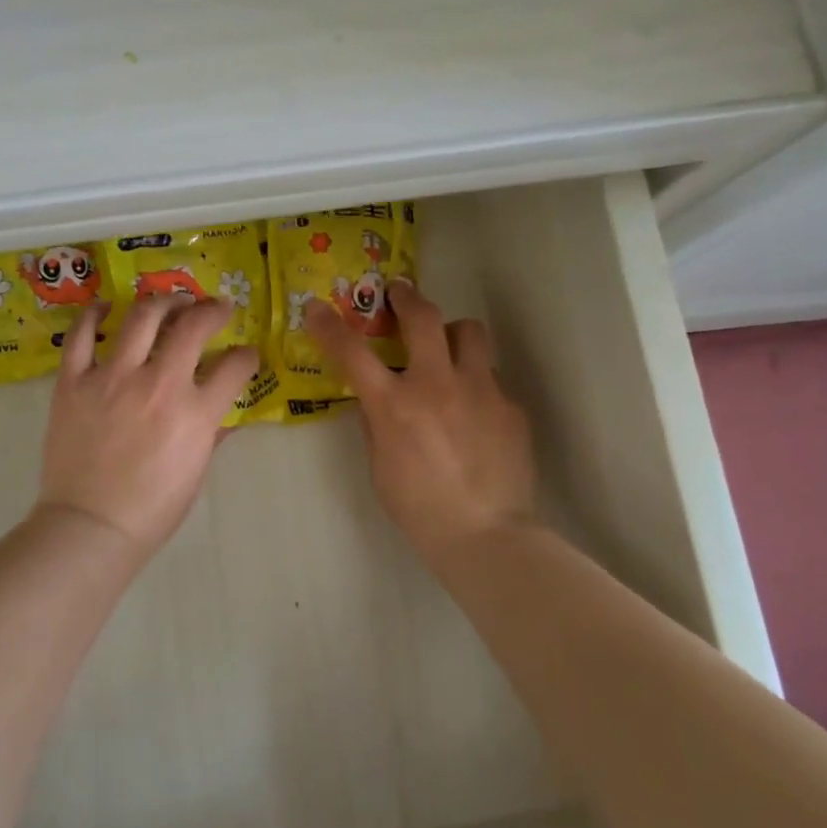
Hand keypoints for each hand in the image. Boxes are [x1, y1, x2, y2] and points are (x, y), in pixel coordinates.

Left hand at [37, 296, 259, 558]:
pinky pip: (81, 335)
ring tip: (171, 302)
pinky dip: (93, 314)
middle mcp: (158, 385)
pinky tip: (105, 306)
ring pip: (142, 318)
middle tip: (216, 308)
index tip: (246, 354)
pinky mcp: (74, 381)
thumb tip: (224, 415)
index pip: (234, 367)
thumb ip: (211, 435)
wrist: (89, 526)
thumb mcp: (195, 474)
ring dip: (163, 302)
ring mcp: (112, 378)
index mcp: (195, 413)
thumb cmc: (151, 510)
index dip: (246, 356)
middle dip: (212, 311)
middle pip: (192, 327)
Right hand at [304, 280, 534, 565]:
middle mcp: (437, 385)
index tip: (317, 308)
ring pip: (470, 332)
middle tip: (399, 292)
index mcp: (394, 405)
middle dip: (407, 297)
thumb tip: (377, 399)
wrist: (485, 535)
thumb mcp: (380, 465)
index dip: (329, 326)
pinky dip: (475, 384)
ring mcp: (479, 391)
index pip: (352, 352)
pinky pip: (490, 378)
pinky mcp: (510, 406)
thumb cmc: (418, 508)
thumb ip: (377, 423)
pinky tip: (475, 414)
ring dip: (452, 333)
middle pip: (424, 318)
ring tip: (447, 349)